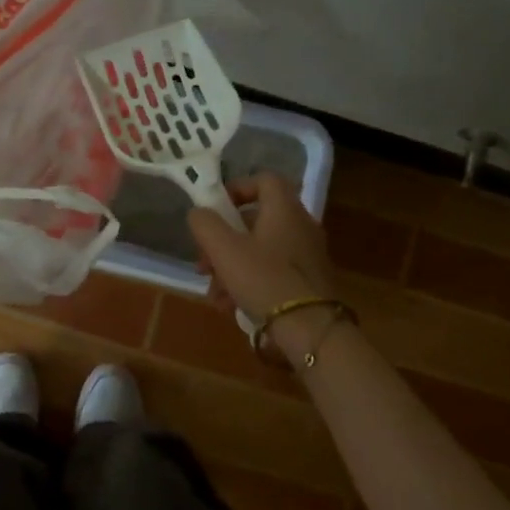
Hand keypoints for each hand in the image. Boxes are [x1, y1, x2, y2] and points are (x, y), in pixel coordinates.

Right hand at [188, 174, 336, 324]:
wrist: (310, 329)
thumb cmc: (264, 279)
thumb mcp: (224, 249)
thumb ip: (205, 224)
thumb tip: (199, 213)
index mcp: (284, 210)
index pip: (264, 179)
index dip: (237, 188)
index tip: (215, 210)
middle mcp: (301, 226)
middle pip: (256, 221)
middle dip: (223, 241)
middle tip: (204, 263)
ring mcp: (307, 256)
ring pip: (260, 251)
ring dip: (231, 268)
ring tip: (214, 294)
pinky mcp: (308, 283)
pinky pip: (272, 273)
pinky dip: (249, 284)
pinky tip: (231, 307)